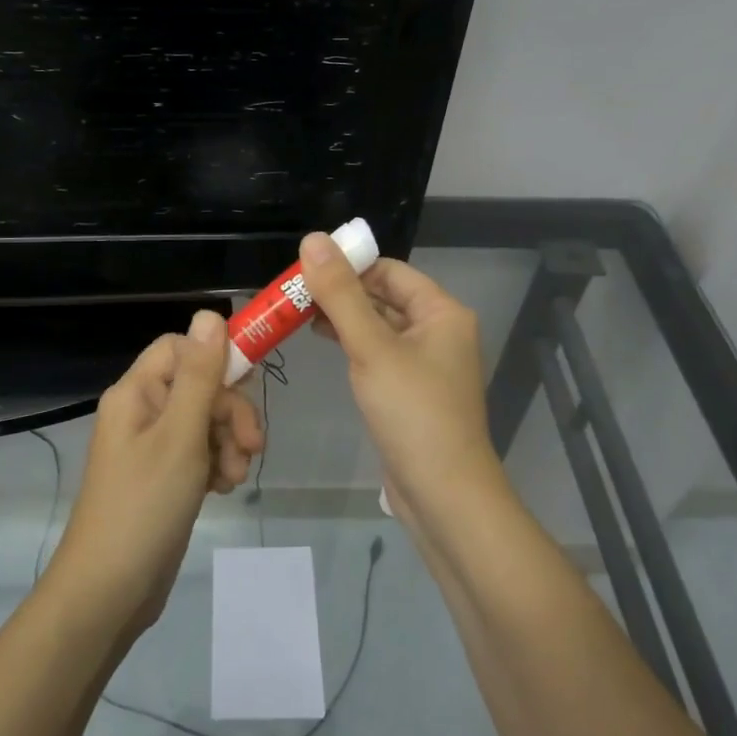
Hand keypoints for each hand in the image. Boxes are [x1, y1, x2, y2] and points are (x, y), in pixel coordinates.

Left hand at [48, 310, 263, 636]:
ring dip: (228, 443)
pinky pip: (199, 451)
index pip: (181, 348)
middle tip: (251, 446)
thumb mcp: (180, 436)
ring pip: (205, 420)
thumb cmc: (144, 506)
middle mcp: (142, 411)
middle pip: (199, 385)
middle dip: (230, 412)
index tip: (249, 384)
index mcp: (136, 392)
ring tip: (233, 477)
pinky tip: (223, 489)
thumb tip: (209, 314)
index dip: (216, 359)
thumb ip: (200, 375)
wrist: (109, 592)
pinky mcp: (164, 476)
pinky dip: (217, 464)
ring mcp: (152, 446)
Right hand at [300, 234, 504, 528]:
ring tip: (298, 314)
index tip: (304, 269)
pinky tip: (325, 342)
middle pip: (383, 296)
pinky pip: (379, 353)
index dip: (348, 265)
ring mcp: (426, 362)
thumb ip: (340, 295)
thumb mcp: (371, 347)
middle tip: (292, 293)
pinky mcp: (411, 390)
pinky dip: (353, 343)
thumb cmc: (413, 412)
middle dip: (341, 292)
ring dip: (343, 317)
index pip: (389, 270)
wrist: (444, 494)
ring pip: (379, 325)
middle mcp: (438, 330)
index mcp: (441, 312)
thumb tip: (313, 240)